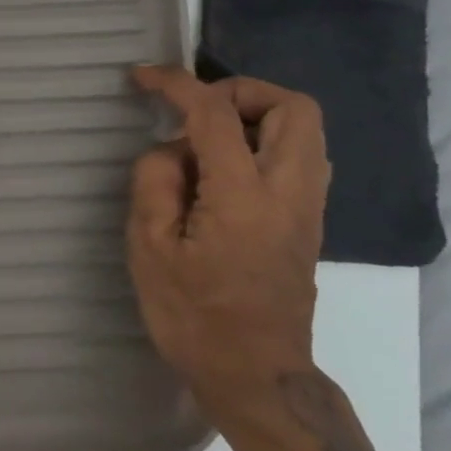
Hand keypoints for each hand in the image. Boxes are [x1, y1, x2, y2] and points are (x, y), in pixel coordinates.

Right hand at [125, 66, 330, 424]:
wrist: (254, 373)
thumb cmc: (192, 315)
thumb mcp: (148, 248)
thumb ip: (155, 183)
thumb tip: (171, 152)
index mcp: (243, 196)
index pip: (215, 115)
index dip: (177, 84)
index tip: (143, 78)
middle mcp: (289, 192)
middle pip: (294, 107)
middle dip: (241, 91)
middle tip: (194, 109)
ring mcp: (307, 208)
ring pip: (304, 131)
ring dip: (255, 116)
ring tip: (203, 138)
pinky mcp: (307, 223)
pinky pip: (297, 158)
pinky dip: (262, 142)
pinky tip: (220, 170)